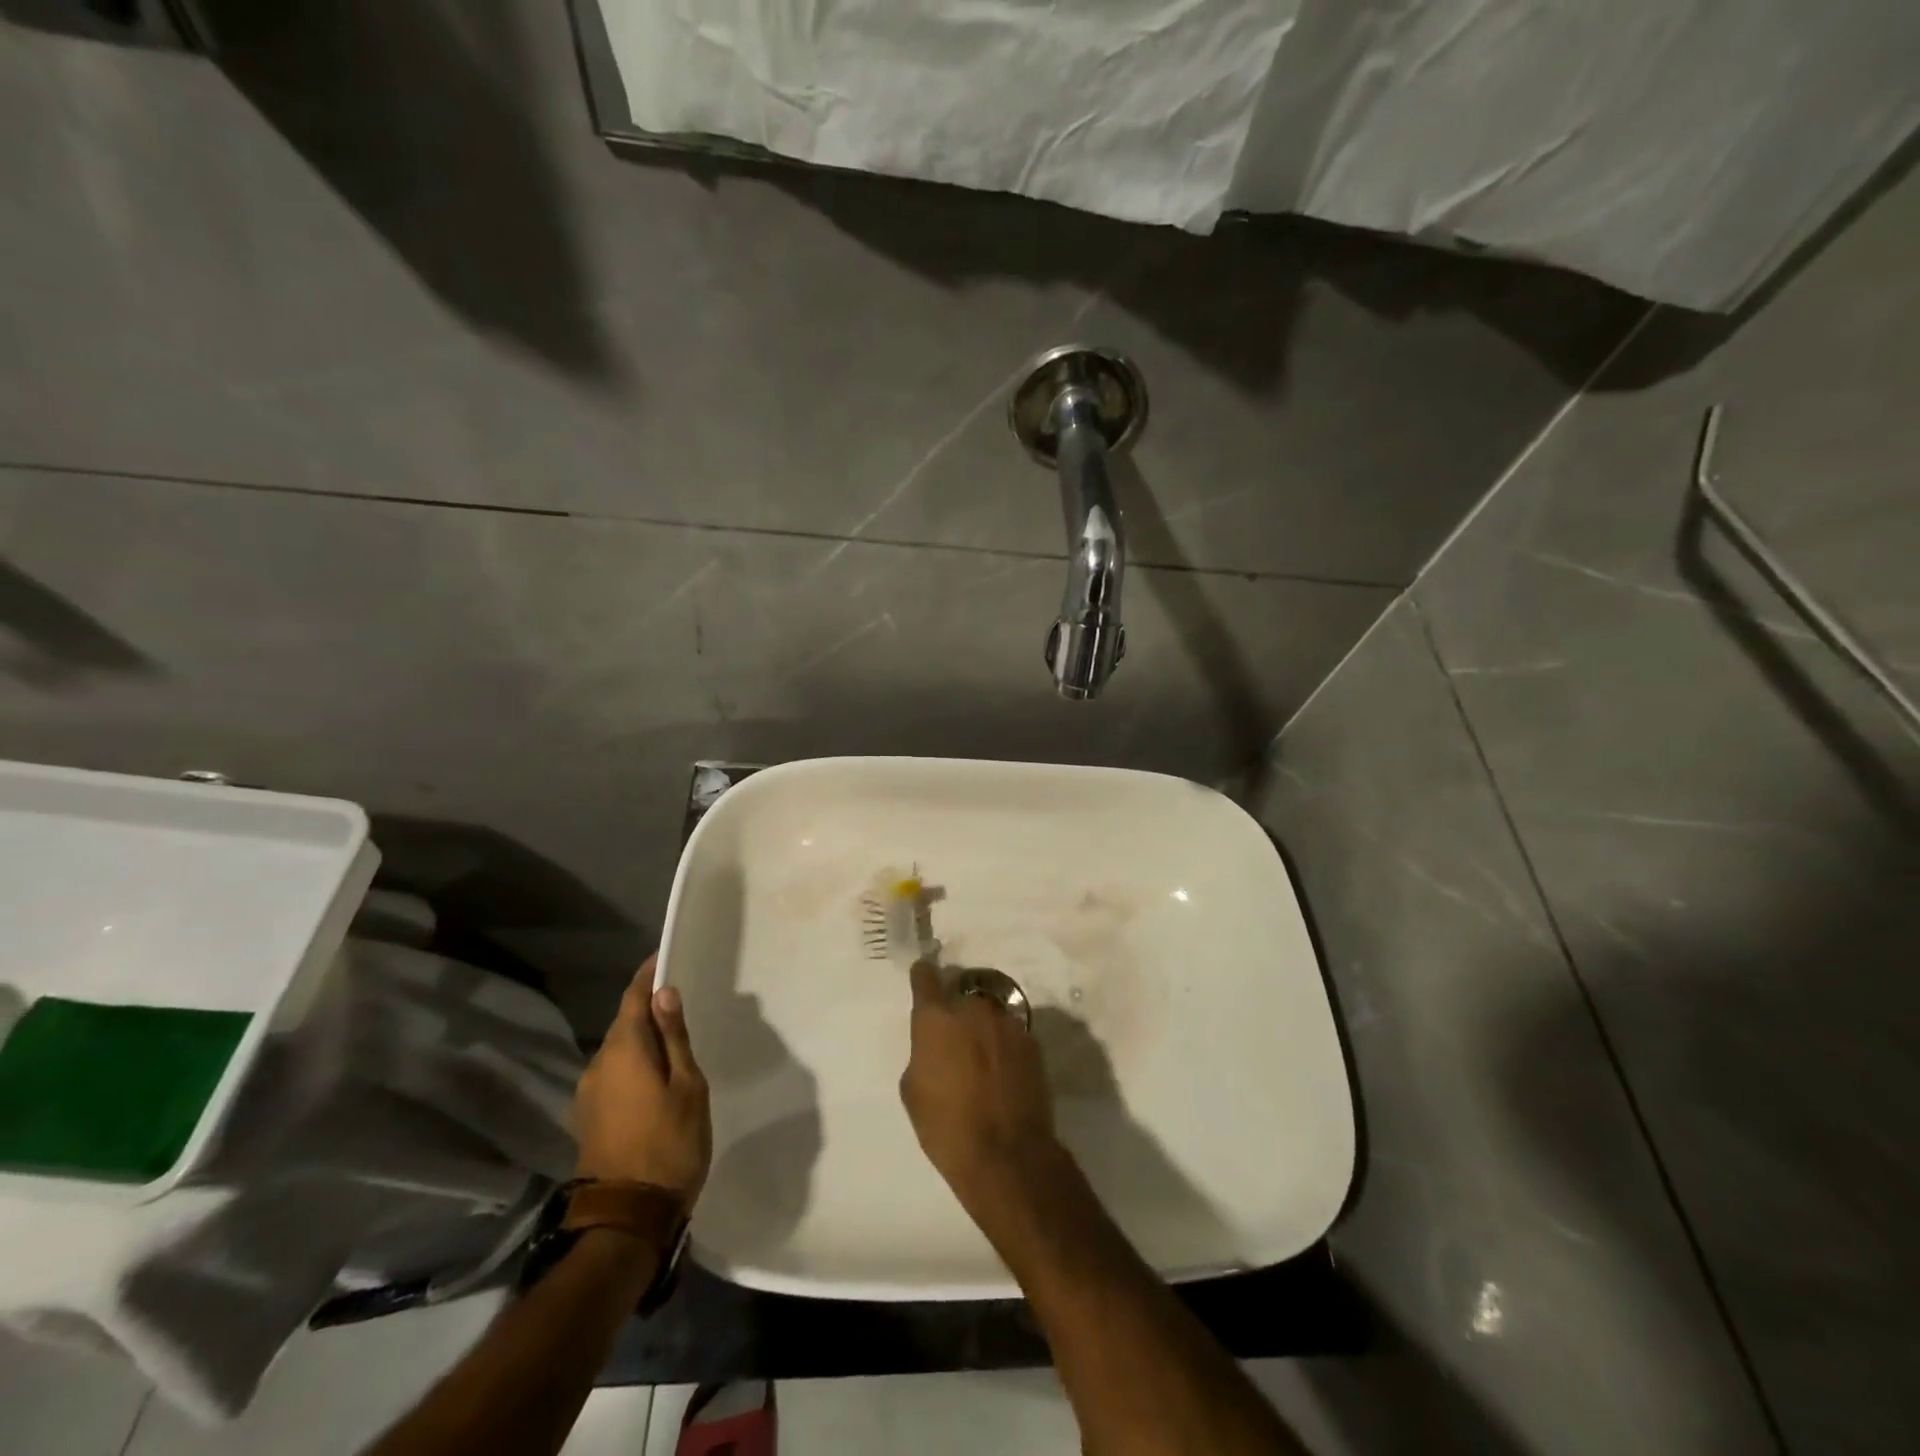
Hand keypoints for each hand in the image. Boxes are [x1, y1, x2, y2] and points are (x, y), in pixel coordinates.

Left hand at [571, 956, 710, 1201]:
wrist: (626, 1218)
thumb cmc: (668, 1144)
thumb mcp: (687, 1087)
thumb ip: (674, 1038)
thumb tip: (664, 994)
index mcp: (623, 1051)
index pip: (632, 998)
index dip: (648, 975)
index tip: (666, 957)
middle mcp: (597, 1065)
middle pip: (623, 1023)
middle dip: (648, 1008)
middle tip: (682, 1001)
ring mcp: (588, 1093)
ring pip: (618, 1050)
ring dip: (642, 1039)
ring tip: (674, 1040)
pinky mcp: (587, 1117)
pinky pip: (613, 1073)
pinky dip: (634, 1063)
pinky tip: (655, 1075)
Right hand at [900, 961, 1059, 1209]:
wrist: (1007, 1155)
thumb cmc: (947, 1127)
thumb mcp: (913, 1091)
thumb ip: (922, 1053)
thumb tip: (935, 1047)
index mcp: (936, 1018)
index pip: (926, 978)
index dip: (923, 978)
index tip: (924, 979)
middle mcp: (973, 1009)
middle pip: (962, 999)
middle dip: (957, 1015)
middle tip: (955, 1045)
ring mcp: (1007, 1023)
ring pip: (989, 1017)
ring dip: (984, 1031)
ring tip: (983, 1064)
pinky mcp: (1032, 1042)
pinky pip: (1011, 1036)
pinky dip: (1005, 1048)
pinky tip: (1004, 1076)